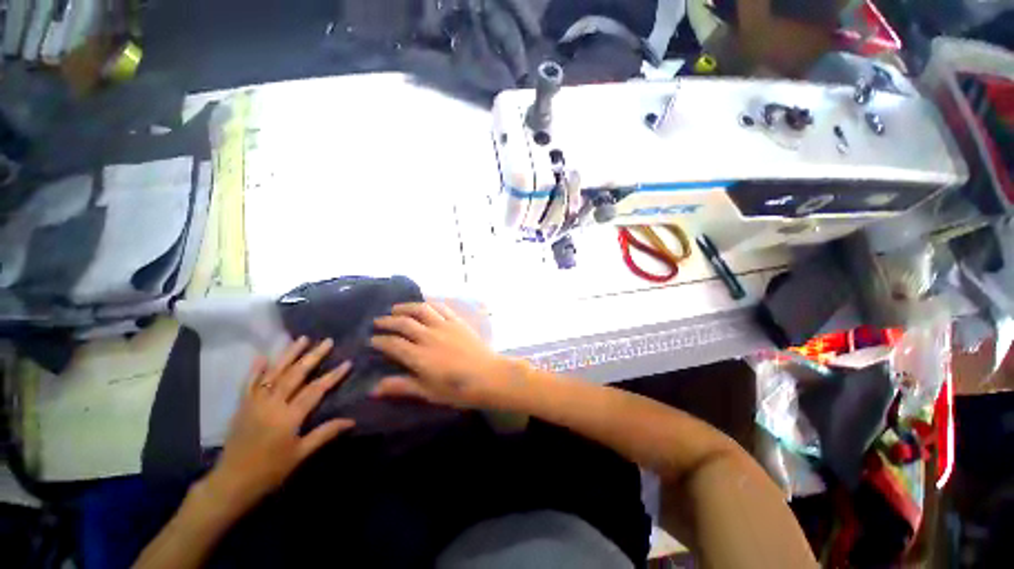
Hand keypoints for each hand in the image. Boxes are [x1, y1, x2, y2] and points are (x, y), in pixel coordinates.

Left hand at [204, 338, 354, 511]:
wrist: (231, 482)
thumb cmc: (270, 471)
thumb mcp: (301, 454)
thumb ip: (325, 433)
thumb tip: (352, 420)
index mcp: (288, 417)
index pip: (315, 390)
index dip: (333, 376)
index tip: (347, 362)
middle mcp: (271, 404)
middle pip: (295, 375)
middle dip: (313, 357)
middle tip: (327, 341)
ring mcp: (254, 403)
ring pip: (273, 373)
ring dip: (288, 354)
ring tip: (302, 339)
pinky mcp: (242, 406)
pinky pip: (249, 383)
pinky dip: (255, 369)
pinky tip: (262, 356)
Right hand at [370, 302, 515, 408]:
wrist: (488, 376)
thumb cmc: (458, 389)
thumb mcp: (428, 392)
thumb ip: (401, 387)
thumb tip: (373, 389)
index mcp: (418, 356)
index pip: (392, 344)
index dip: (379, 341)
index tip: (371, 340)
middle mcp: (429, 336)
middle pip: (404, 323)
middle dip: (388, 321)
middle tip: (378, 321)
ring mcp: (444, 326)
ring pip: (421, 309)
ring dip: (406, 307)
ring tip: (396, 308)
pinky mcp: (458, 321)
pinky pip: (441, 308)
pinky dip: (430, 304)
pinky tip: (425, 305)